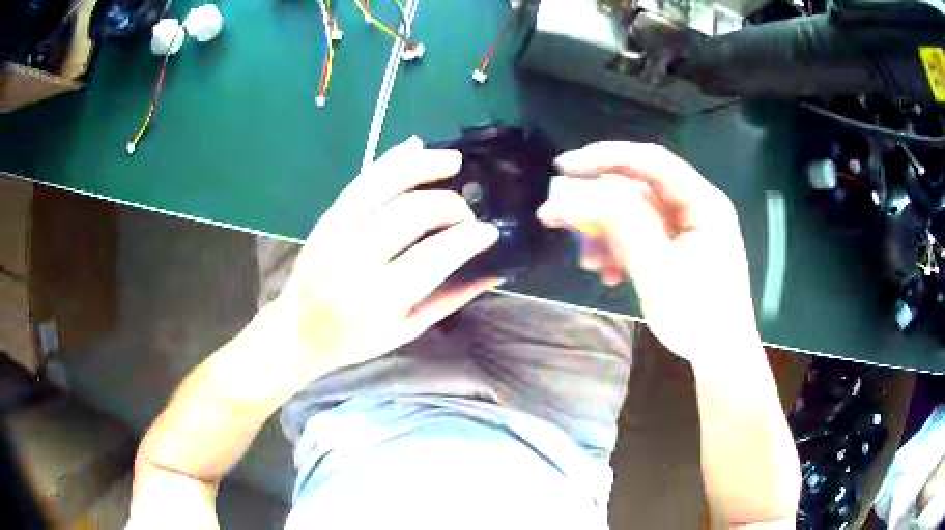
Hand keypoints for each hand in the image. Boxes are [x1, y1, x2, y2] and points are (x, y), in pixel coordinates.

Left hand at [272, 136, 500, 382]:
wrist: (299, 329)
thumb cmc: (355, 339)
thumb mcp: (407, 329)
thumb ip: (451, 298)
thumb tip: (494, 272)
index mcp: (377, 299)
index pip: (433, 257)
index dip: (467, 238)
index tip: (490, 231)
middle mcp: (354, 260)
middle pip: (410, 213)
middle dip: (449, 206)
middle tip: (467, 215)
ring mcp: (336, 232)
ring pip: (382, 185)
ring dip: (422, 166)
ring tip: (454, 160)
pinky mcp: (327, 217)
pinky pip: (361, 181)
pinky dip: (390, 161)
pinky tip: (415, 147)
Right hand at [537, 142, 759, 364]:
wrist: (718, 358)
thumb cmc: (699, 316)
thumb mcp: (658, 270)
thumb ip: (622, 225)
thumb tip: (574, 192)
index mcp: (702, 201)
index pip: (650, 161)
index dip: (605, 157)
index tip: (563, 168)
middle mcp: (692, 207)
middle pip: (636, 188)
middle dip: (595, 205)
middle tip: (554, 216)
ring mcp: (682, 229)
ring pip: (631, 215)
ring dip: (603, 235)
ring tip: (589, 264)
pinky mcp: (673, 249)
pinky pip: (637, 237)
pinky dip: (617, 251)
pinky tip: (608, 275)